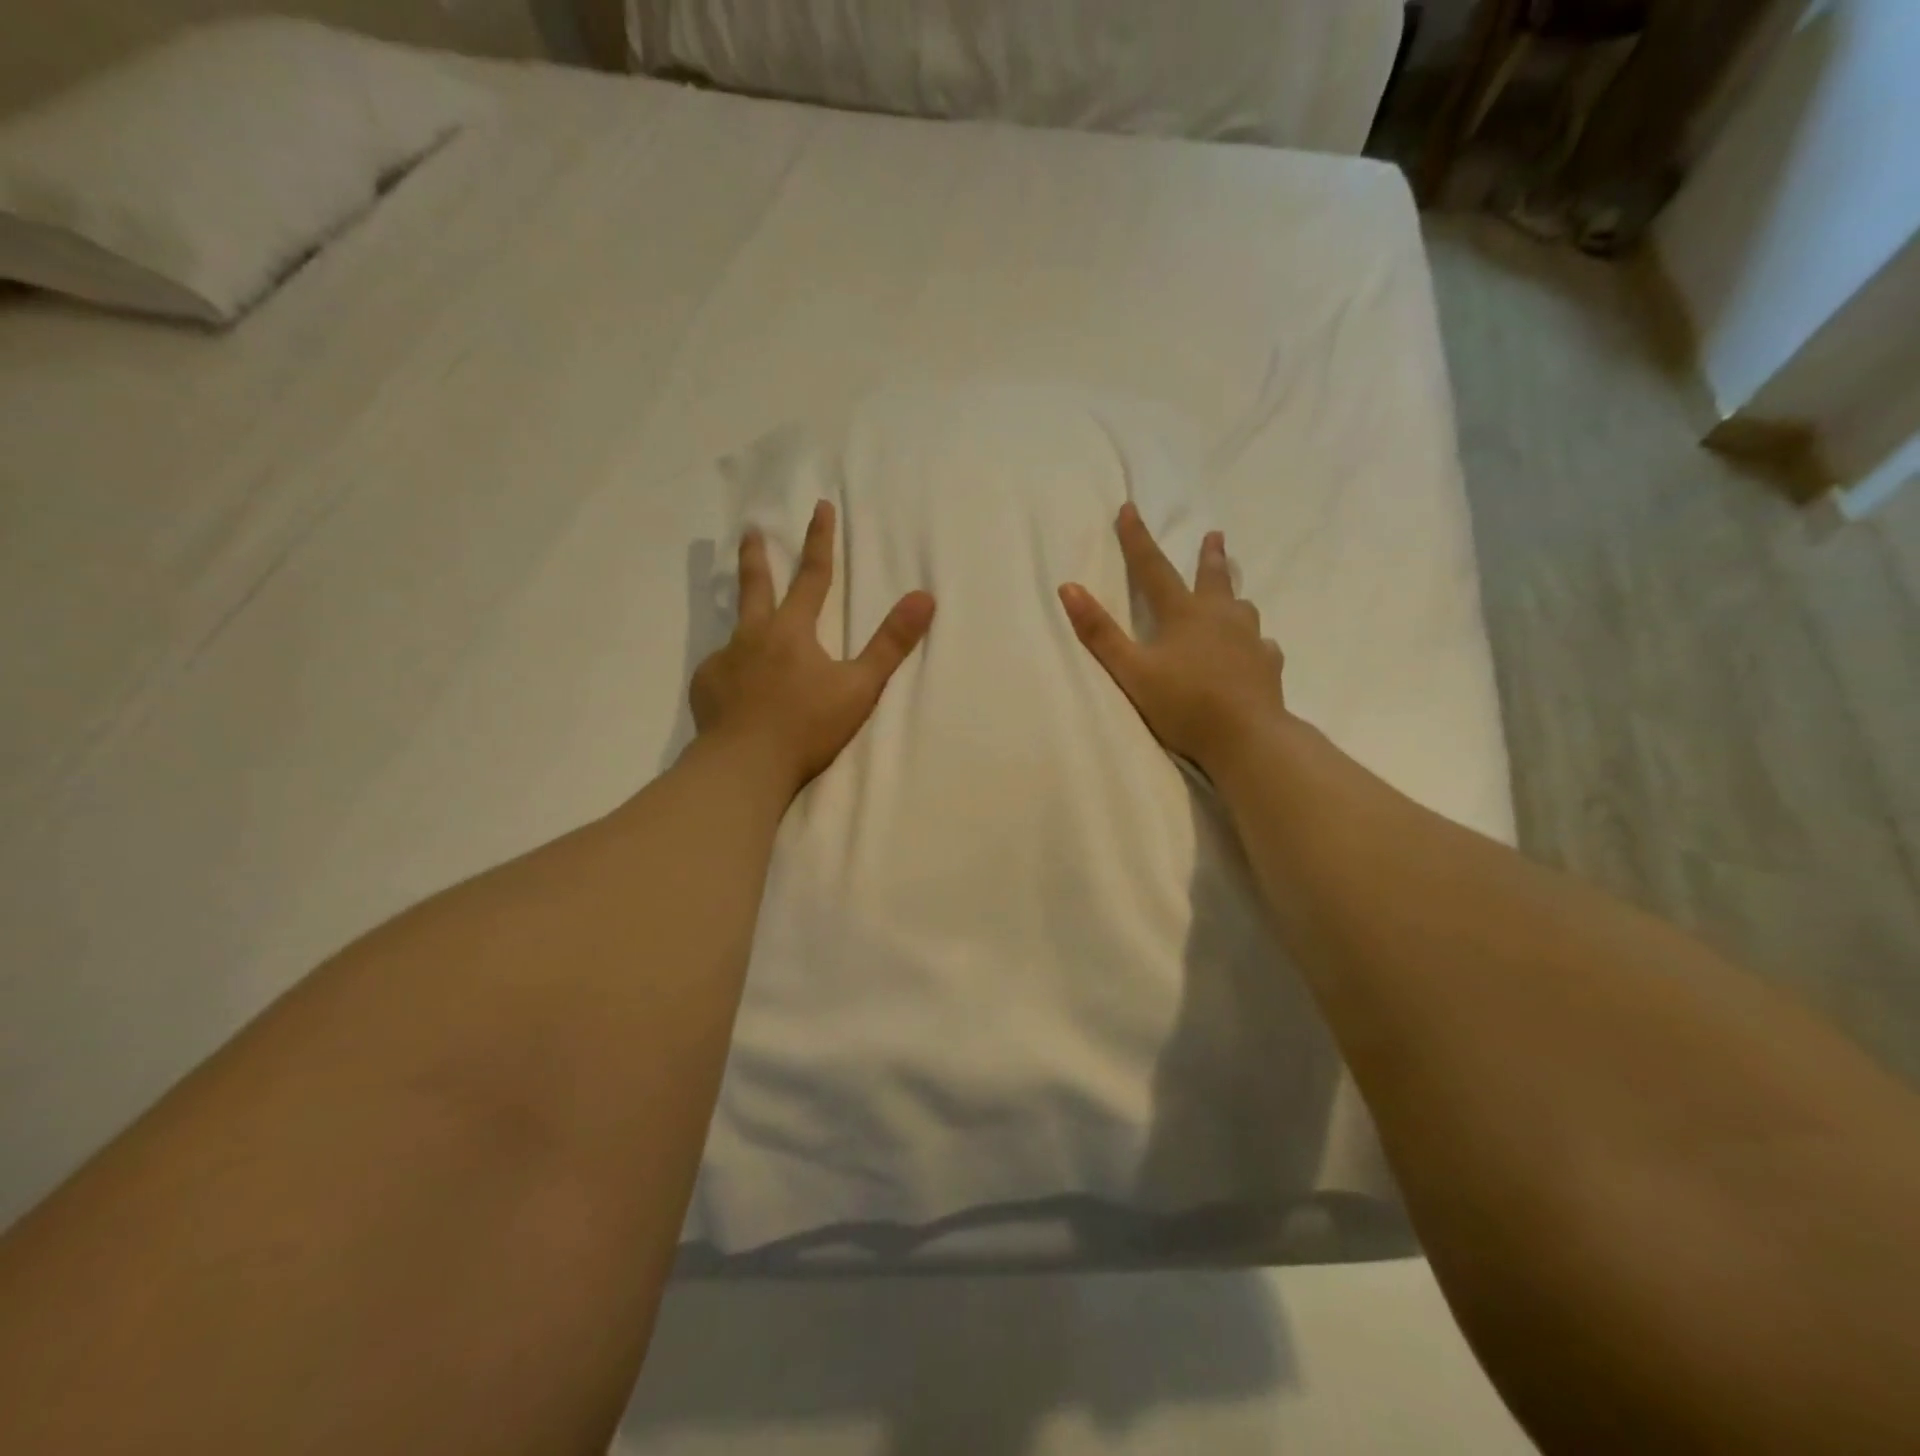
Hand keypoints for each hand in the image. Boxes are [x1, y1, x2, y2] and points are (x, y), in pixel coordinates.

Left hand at [692, 500, 934, 796]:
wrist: (744, 765)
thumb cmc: (807, 726)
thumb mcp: (859, 686)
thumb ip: (891, 643)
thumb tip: (925, 597)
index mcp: (792, 630)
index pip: (812, 576)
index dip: (820, 540)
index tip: (820, 506)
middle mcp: (753, 636)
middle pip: (756, 586)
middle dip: (757, 556)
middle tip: (750, 531)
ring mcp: (724, 661)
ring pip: (734, 630)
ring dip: (741, 616)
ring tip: (745, 626)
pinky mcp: (706, 688)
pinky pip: (720, 670)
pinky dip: (732, 671)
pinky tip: (734, 689)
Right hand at [1059, 503, 1288, 775]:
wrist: (1246, 737)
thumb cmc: (1182, 703)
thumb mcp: (1131, 670)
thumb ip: (1099, 632)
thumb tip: (1069, 587)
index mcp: (1183, 614)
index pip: (1153, 569)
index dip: (1137, 539)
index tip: (1128, 508)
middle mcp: (1220, 617)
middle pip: (1213, 578)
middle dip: (1209, 555)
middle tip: (1215, 535)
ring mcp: (1249, 640)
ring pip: (1242, 608)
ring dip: (1234, 595)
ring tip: (1236, 596)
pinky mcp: (1268, 666)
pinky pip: (1262, 646)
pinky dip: (1255, 642)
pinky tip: (1258, 649)